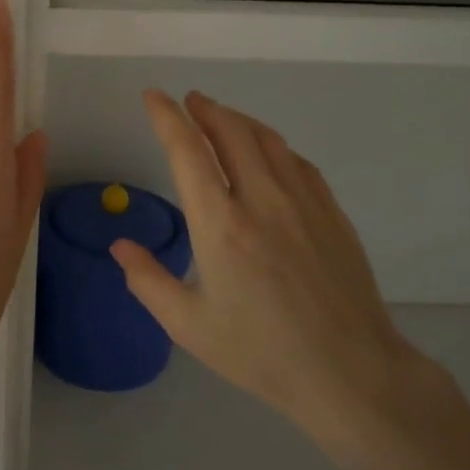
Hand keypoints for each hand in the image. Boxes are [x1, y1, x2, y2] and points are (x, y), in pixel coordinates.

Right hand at [111, 89, 422, 452]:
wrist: (349, 372)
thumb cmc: (260, 353)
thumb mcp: (188, 325)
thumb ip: (147, 280)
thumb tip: (119, 246)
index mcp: (220, 224)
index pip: (187, 152)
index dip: (166, 117)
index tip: (152, 96)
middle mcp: (261, 199)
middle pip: (231, 132)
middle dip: (204, 109)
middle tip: (188, 101)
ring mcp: (303, 202)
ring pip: (267, 140)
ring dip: (238, 120)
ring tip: (221, 117)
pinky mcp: (332, 212)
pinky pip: (297, 162)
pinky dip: (273, 146)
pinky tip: (269, 154)